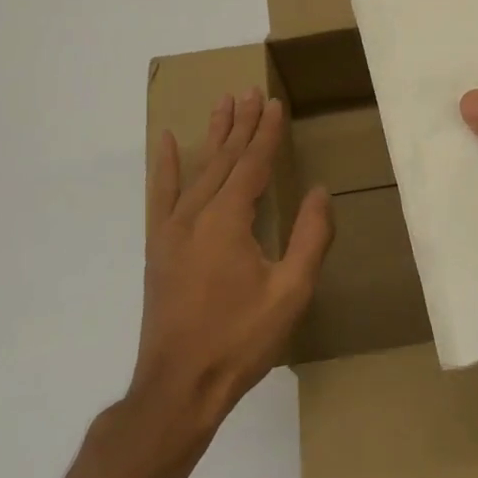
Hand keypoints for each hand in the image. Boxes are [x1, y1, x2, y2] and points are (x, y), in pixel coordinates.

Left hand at [136, 88, 332, 433]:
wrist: (178, 387)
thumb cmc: (240, 340)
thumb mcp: (291, 292)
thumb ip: (310, 237)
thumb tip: (318, 191)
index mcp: (228, 220)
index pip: (252, 163)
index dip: (266, 132)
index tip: (275, 103)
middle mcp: (196, 214)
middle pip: (225, 158)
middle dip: (240, 123)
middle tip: (250, 90)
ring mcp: (172, 229)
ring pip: (198, 169)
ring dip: (214, 135)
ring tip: (223, 102)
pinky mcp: (159, 246)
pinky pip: (161, 194)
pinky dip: (165, 165)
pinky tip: (168, 141)